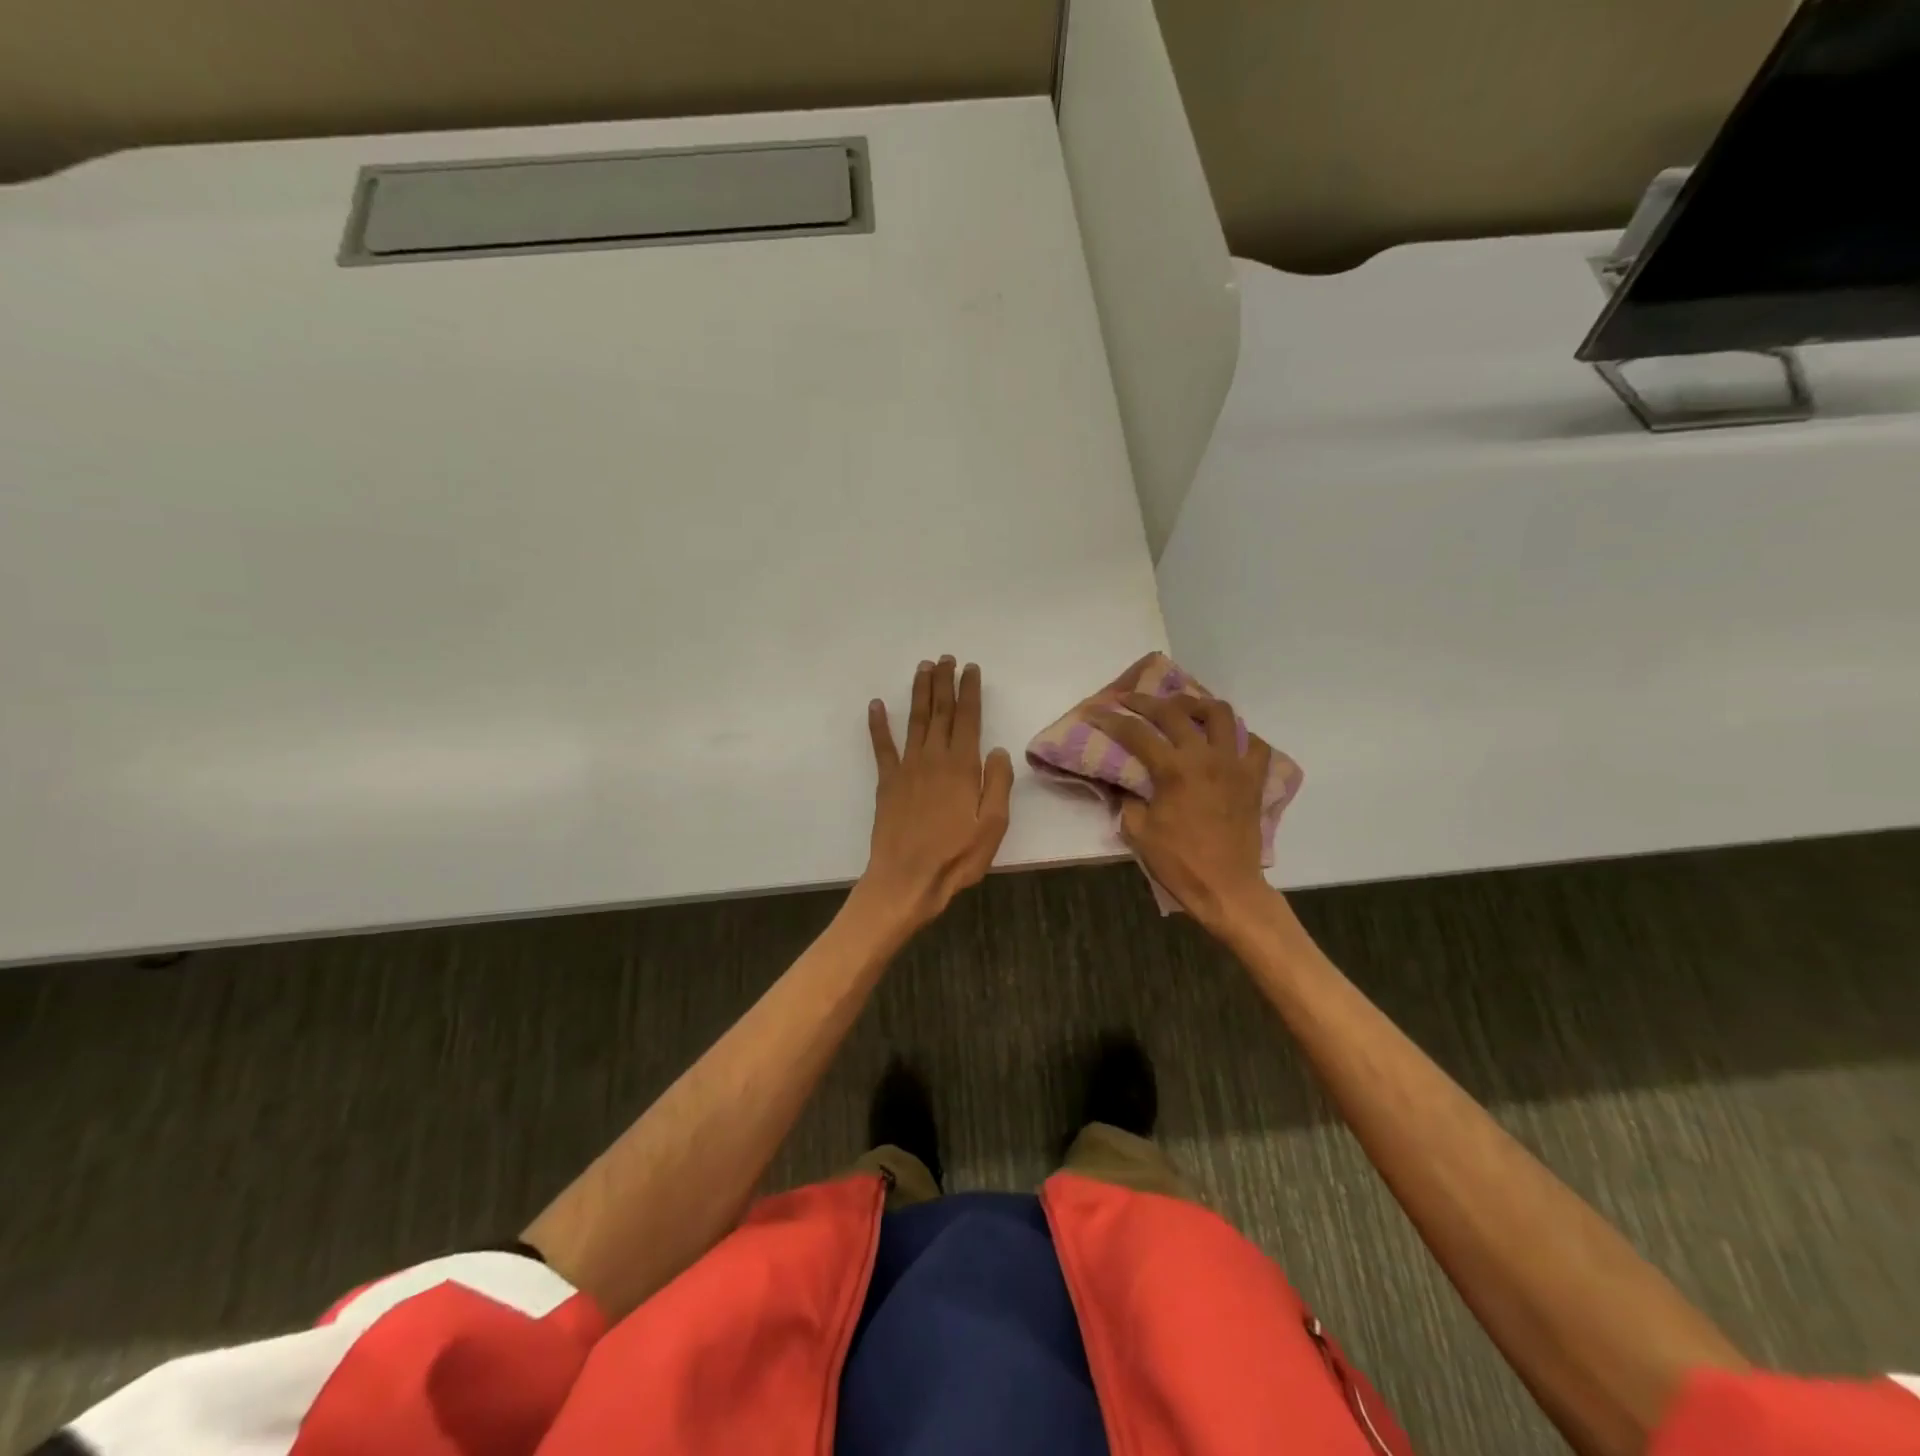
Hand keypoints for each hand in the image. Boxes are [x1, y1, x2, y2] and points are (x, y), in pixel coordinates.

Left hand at [859, 657, 1014, 929]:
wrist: (907, 879)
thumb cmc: (956, 857)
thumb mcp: (993, 826)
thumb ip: (998, 784)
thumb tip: (997, 750)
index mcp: (963, 767)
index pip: (968, 719)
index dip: (970, 691)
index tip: (970, 668)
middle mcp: (934, 759)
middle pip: (941, 712)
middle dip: (943, 683)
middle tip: (945, 658)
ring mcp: (907, 768)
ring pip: (915, 721)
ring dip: (919, 693)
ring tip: (922, 668)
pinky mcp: (887, 782)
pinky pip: (882, 746)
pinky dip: (878, 724)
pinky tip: (876, 705)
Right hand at [1089, 693, 1274, 929]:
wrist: (1227, 888)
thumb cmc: (1179, 863)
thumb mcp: (1138, 831)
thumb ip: (1127, 799)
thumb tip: (1125, 782)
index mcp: (1174, 770)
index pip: (1136, 733)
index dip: (1111, 719)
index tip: (1094, 711)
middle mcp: (1206, 757)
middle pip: (1174, 712)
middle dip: (1145, 701)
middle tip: (1129, 699)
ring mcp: (1234, 764)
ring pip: (1220, 714)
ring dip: (1196, 705)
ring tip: (1181, 709)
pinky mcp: (1253, 779)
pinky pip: (1252, 744)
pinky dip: (1237, 736)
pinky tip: (1222, 741)